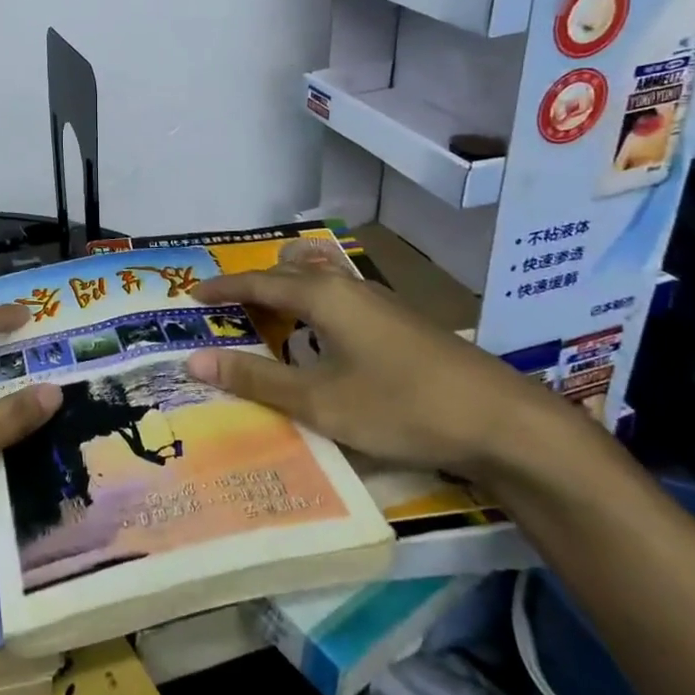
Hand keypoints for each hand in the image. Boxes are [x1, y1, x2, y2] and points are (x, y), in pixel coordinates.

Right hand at [184, 257, 557, 479]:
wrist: (502, 421)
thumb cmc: (400, 406)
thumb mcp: (319, 401)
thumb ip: (256, 380)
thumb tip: (194, 361)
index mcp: (322, 296)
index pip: (257, 283)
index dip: (222, 289)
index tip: (192, 295)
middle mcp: (349, 287)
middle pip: (290, 272)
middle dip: (255, 285)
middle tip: (227, 309)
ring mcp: (381, 302)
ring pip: (321, 283)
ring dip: (288, 294)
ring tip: (268, 319)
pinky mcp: (402, 323)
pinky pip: (341, 300)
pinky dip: (314, 309)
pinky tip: (322, 341)